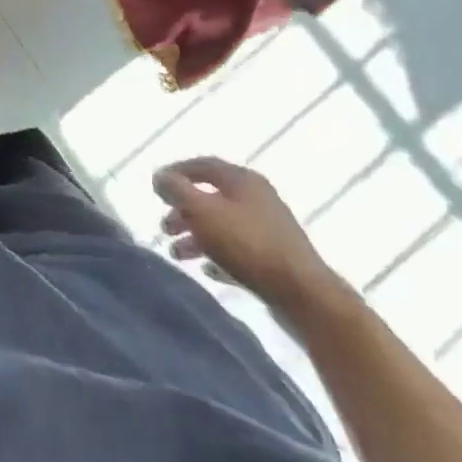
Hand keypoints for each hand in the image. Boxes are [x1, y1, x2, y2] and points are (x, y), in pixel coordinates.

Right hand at [152, 156, 346, 320]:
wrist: (305, 296)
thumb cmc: (247, 244)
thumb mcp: (201, 210)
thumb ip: (175, 189)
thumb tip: (159, 176)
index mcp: (242, 179)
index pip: (202, 165)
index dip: (175, 172)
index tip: (156, 187)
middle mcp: (257, 198)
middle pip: (211, 197)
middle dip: (183, 210)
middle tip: (164, 226)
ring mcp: (269, 229)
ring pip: (223, 225)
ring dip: (196, 236)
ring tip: (177, 253)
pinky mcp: (276, 259)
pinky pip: (238, 250)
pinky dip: (218, 254)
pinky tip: (206, 268)